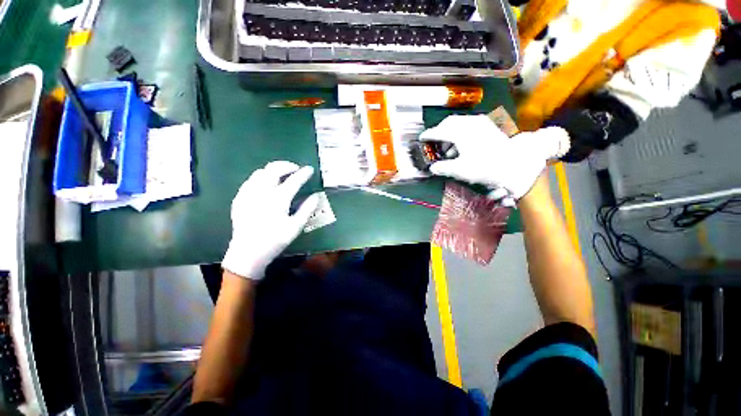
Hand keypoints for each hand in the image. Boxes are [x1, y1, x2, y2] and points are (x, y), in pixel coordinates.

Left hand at [222, 161, 319, 279]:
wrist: (247, 253)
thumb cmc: (275, 240)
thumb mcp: (296, 226)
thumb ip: (307, 209)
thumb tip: (316, 196)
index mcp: (278, 199)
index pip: (293, 180)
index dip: (303, 173)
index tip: (310, 169)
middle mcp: (262, 192)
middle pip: (274, 169)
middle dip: (286, 165)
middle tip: (295, 169)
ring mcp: (248, 193)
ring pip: (260, 172)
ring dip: (273, 170)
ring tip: (281, 175)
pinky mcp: (239, 198)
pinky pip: (250, 180)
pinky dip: (261, 177)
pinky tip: (266, 185)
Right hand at [419, 115, 569, 203]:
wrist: (517, 163)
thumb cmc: (486, 167)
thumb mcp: (461, 170)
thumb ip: (443, 168)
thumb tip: (432, 168)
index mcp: (460, 132)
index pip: (438, 131)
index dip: (428, 135)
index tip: (421, 139)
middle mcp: (469, 123)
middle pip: (448, 124)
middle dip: (439, 134)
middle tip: (435, 146)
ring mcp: (481, 122)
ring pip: (459, 124)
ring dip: (450, 135)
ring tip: (449, 151)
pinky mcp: (488, 125)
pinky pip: (469, 125)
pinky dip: (461, 134)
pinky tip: (462, 146)